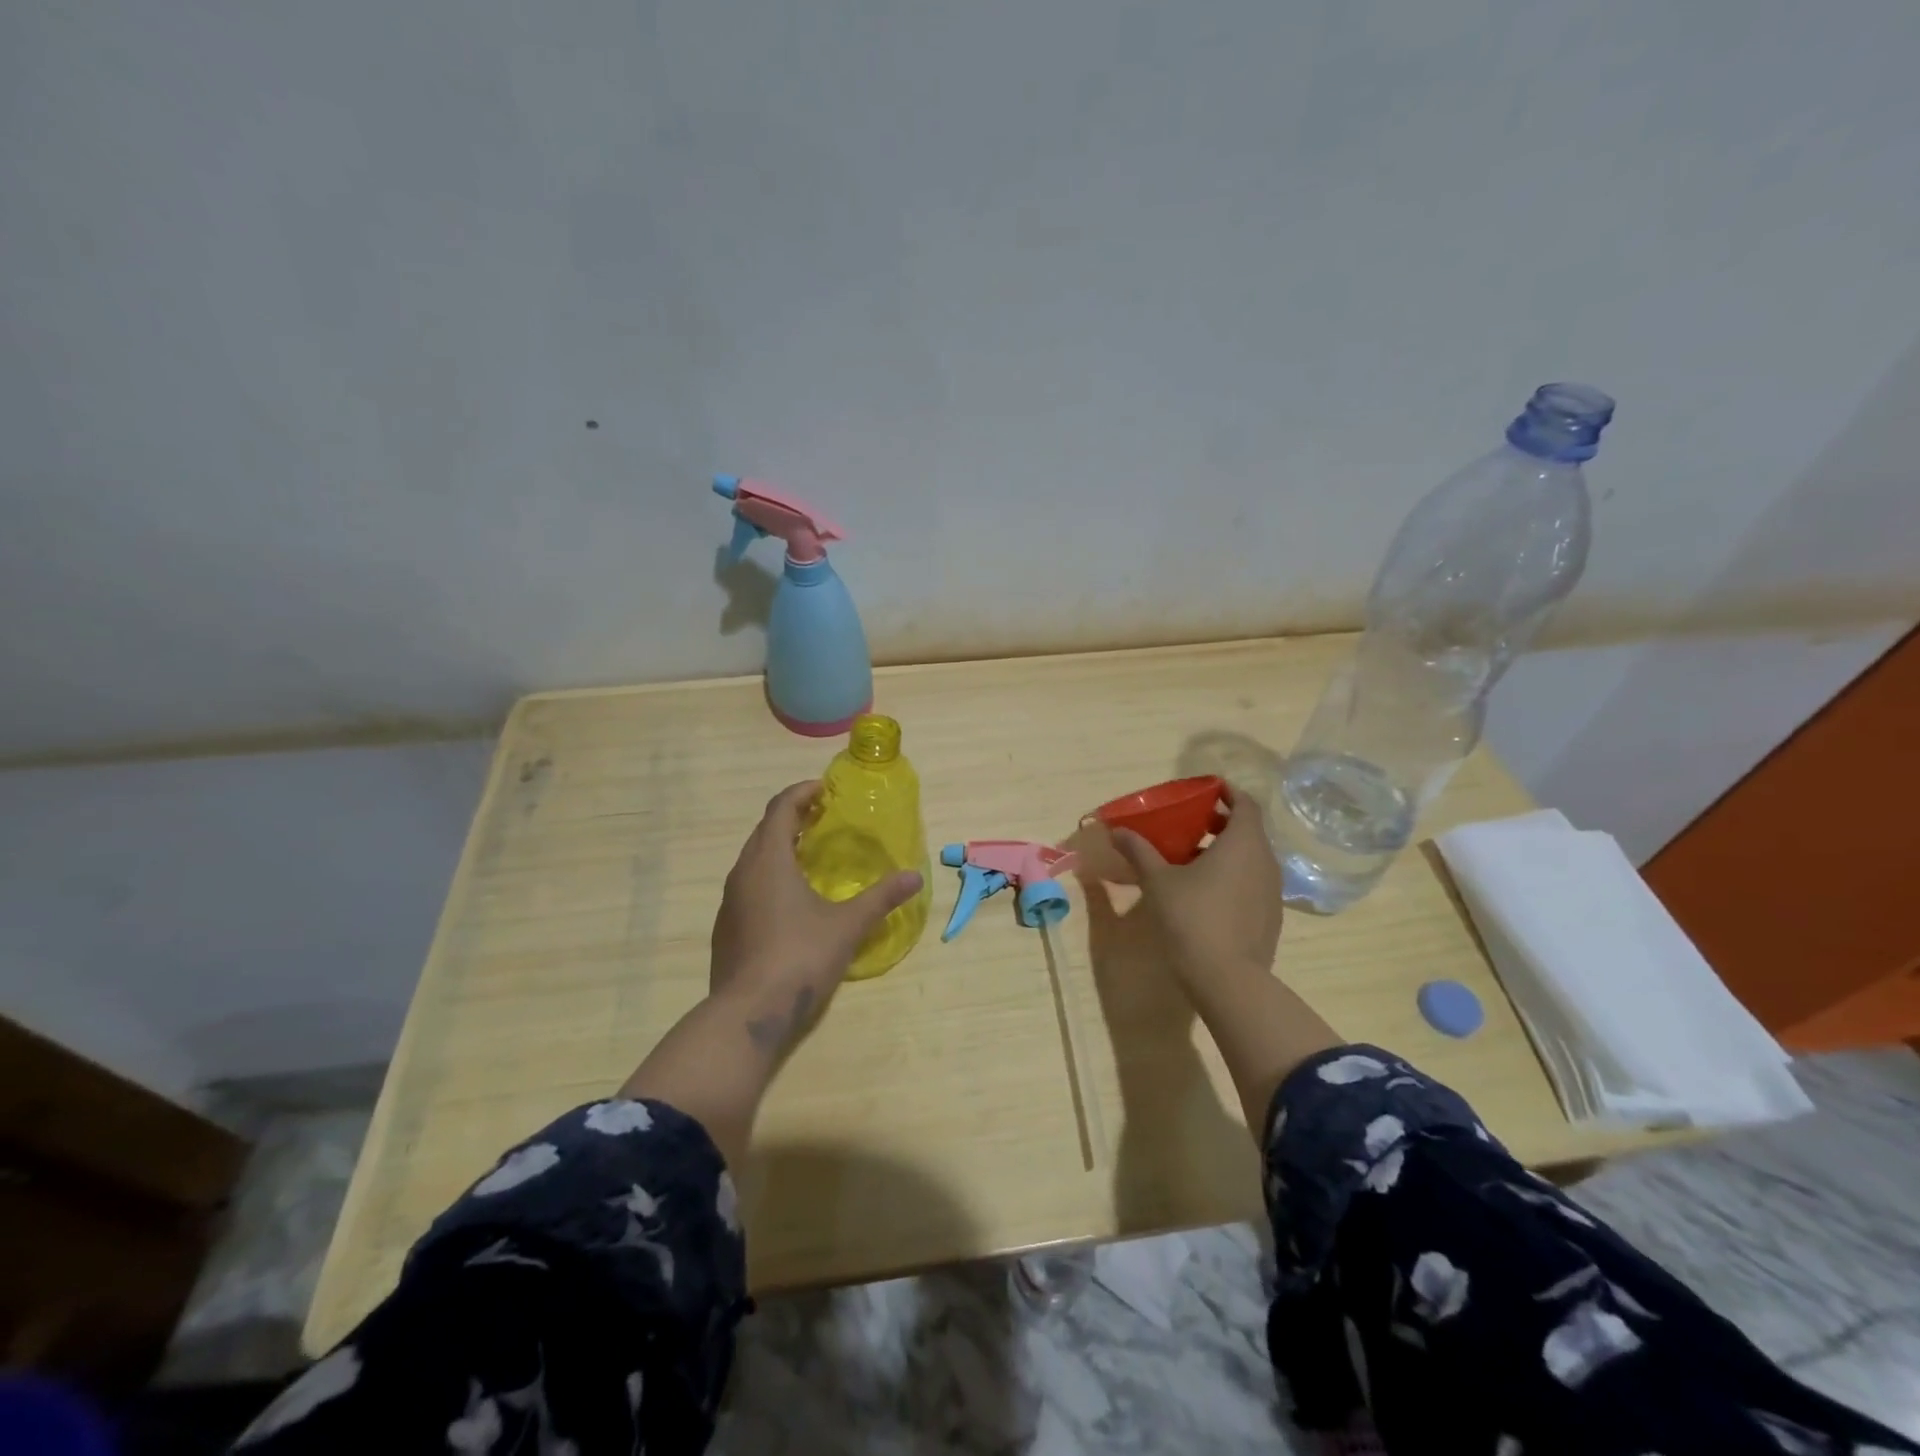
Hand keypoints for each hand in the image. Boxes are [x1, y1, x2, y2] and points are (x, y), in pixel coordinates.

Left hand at [709, 781, 923, 1053]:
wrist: (748, 1014)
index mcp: (769, 860)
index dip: (802, 793)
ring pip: (753, 859)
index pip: (780, 808)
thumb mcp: (848, 925)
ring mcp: (730, 902)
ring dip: (778, 848)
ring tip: (808, 855)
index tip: (825, 790)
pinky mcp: (726, 928)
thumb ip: (881, 898)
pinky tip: (790, 900)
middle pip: (764, 830)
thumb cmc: (800, 957)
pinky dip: (769, 876)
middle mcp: (743, 873)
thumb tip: (914, 878)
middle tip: (822, 819)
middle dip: (791, 818)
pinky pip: (748, 886)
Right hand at [1111, 784, 1283, 990]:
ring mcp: (1272, 891)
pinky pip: (1253, 883)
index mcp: (1243, 842)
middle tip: (1191, 824)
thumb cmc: (1191, 917)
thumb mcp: (1158, 881)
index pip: (1246, 803)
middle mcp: (1265, 861)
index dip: (1228, 793)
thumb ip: (1139, 851)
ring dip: (1227, 852)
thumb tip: (1116, 830)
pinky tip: (1207, 894)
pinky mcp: (1270, 917)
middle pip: (1249, 830)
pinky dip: (1234, 877)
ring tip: (1193, 860)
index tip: (1206, 791)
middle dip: (1221, 823)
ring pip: (1252, 859)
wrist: (1227, 979)